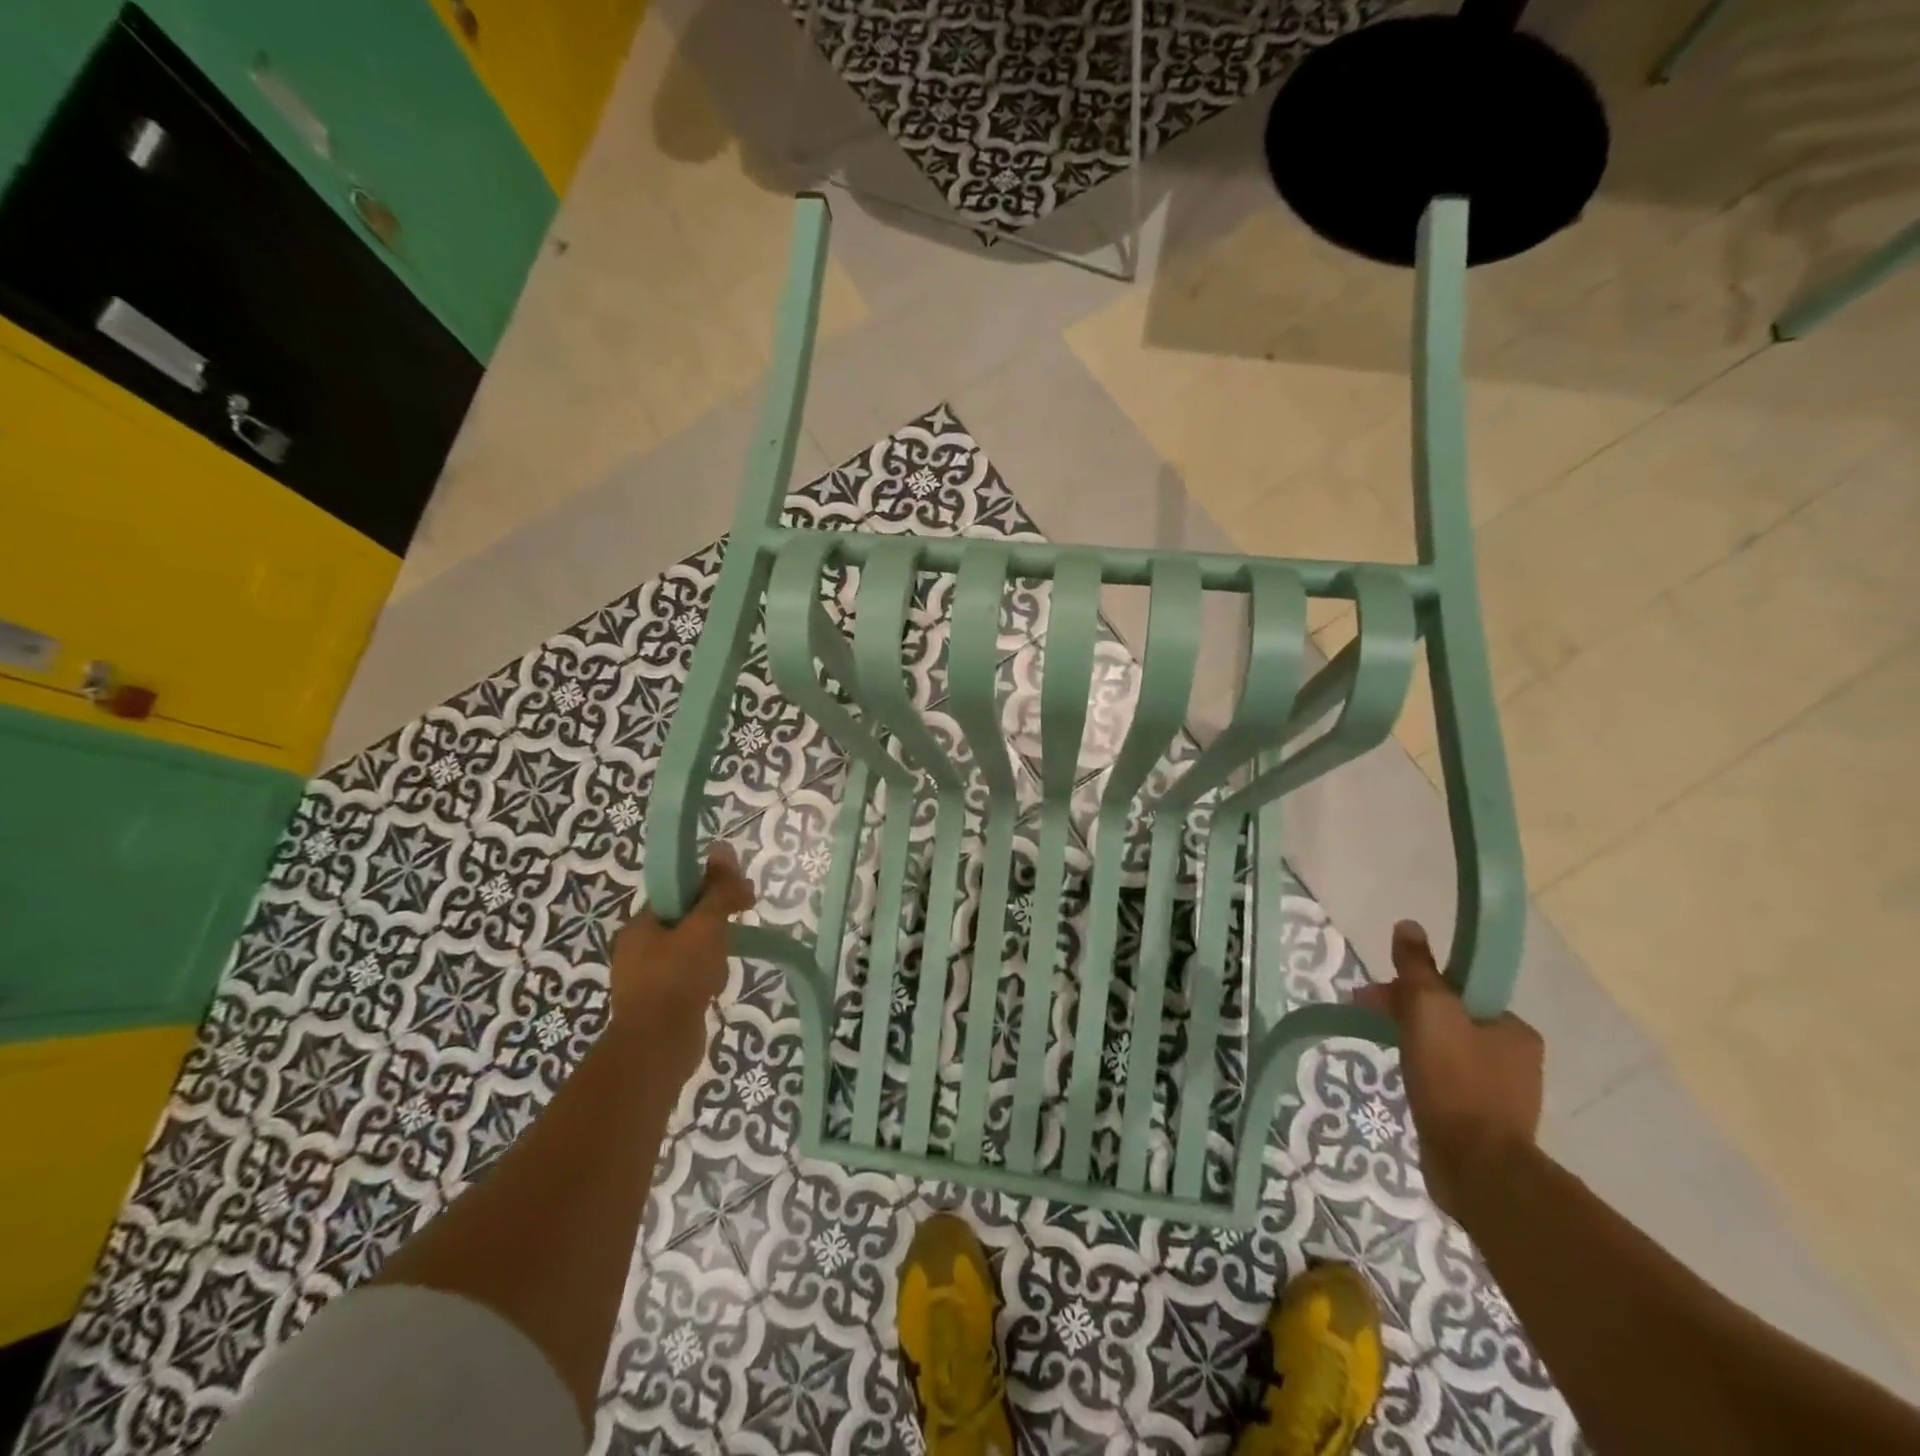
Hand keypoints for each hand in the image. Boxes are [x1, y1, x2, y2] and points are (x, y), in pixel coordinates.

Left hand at [608, 845, 754, 1082]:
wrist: (658, 1048)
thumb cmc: (679, 978)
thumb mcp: (705, 926)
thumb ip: (717, 890)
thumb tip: (722, 848)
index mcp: (640, 925)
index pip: (678, 893)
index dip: (711, 889)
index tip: (742, 896)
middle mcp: (636, 949)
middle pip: (685, 921)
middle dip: (715, 923)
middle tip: (742, 924)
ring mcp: (645, 980)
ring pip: (688, 951)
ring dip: (712, 952)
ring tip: (725, 965)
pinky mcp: (658, 1005)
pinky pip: (687, 978)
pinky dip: (704, 977)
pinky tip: (715, 987)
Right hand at [1354, 921, 1543, 1218]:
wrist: (1476, 1167)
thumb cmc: (1454, 1079)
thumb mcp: (1429, 1009)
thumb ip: (1417, 967)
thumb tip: (1408, 925)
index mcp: (1514, 1028)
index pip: (1457, 991)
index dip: (1413, 985)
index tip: (1377, 995)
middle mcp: (1516, 1058)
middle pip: (1450, 1019)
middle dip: (1405, 1013)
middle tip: (1367, 1017)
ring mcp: (1503, 1094)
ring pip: (1446, 1051)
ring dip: (1412, 1044)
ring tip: (1382, 1051)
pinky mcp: (1485, 1123)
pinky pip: (1448, 1083)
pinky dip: (1423, 1075)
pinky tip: (1405, 1082)